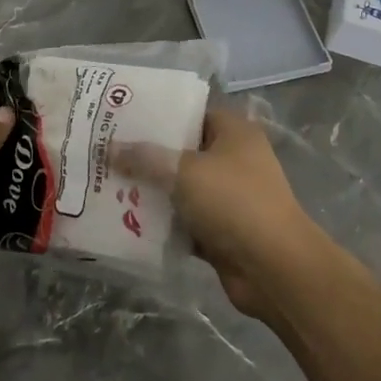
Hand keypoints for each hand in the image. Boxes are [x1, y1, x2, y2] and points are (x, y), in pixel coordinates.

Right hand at [116, 110, 324, 317]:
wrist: (273, 268)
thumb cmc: (233, 202)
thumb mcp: (185, 172)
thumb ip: (146, 158)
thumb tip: (110, 147)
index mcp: (234, 133)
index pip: (193, 112)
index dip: (160, 113)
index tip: (124, 117)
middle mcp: (234, 160)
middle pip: (184, 151)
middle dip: (149, 155)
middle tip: (107, 151)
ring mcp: (229, 198)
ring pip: (182, 188)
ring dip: (153, 191)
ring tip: (108, 183)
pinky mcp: (222, 231)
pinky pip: (185, 221)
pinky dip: (163, 222)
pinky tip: (127, 220)